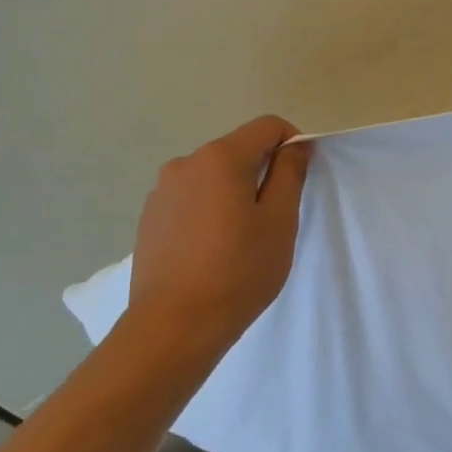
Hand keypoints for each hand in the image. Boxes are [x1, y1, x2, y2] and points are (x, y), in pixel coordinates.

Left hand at [125, 115, 312, 360]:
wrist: (174, 325)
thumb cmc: (239, 269)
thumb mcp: (280, 220)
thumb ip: (290, 173)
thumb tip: (295, 146)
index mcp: (220, 158)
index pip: (268, 126)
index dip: (293, 143)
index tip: (301, 180)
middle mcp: (185, 164)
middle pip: (238, 151)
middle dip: (263, 172)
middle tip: (276, 218)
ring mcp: (162, 192)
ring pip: (214, 178)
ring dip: (235, 194)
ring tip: (243, 239)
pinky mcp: (150, 219)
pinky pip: (192, 200)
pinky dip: (211, 212)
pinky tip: (214, 251)